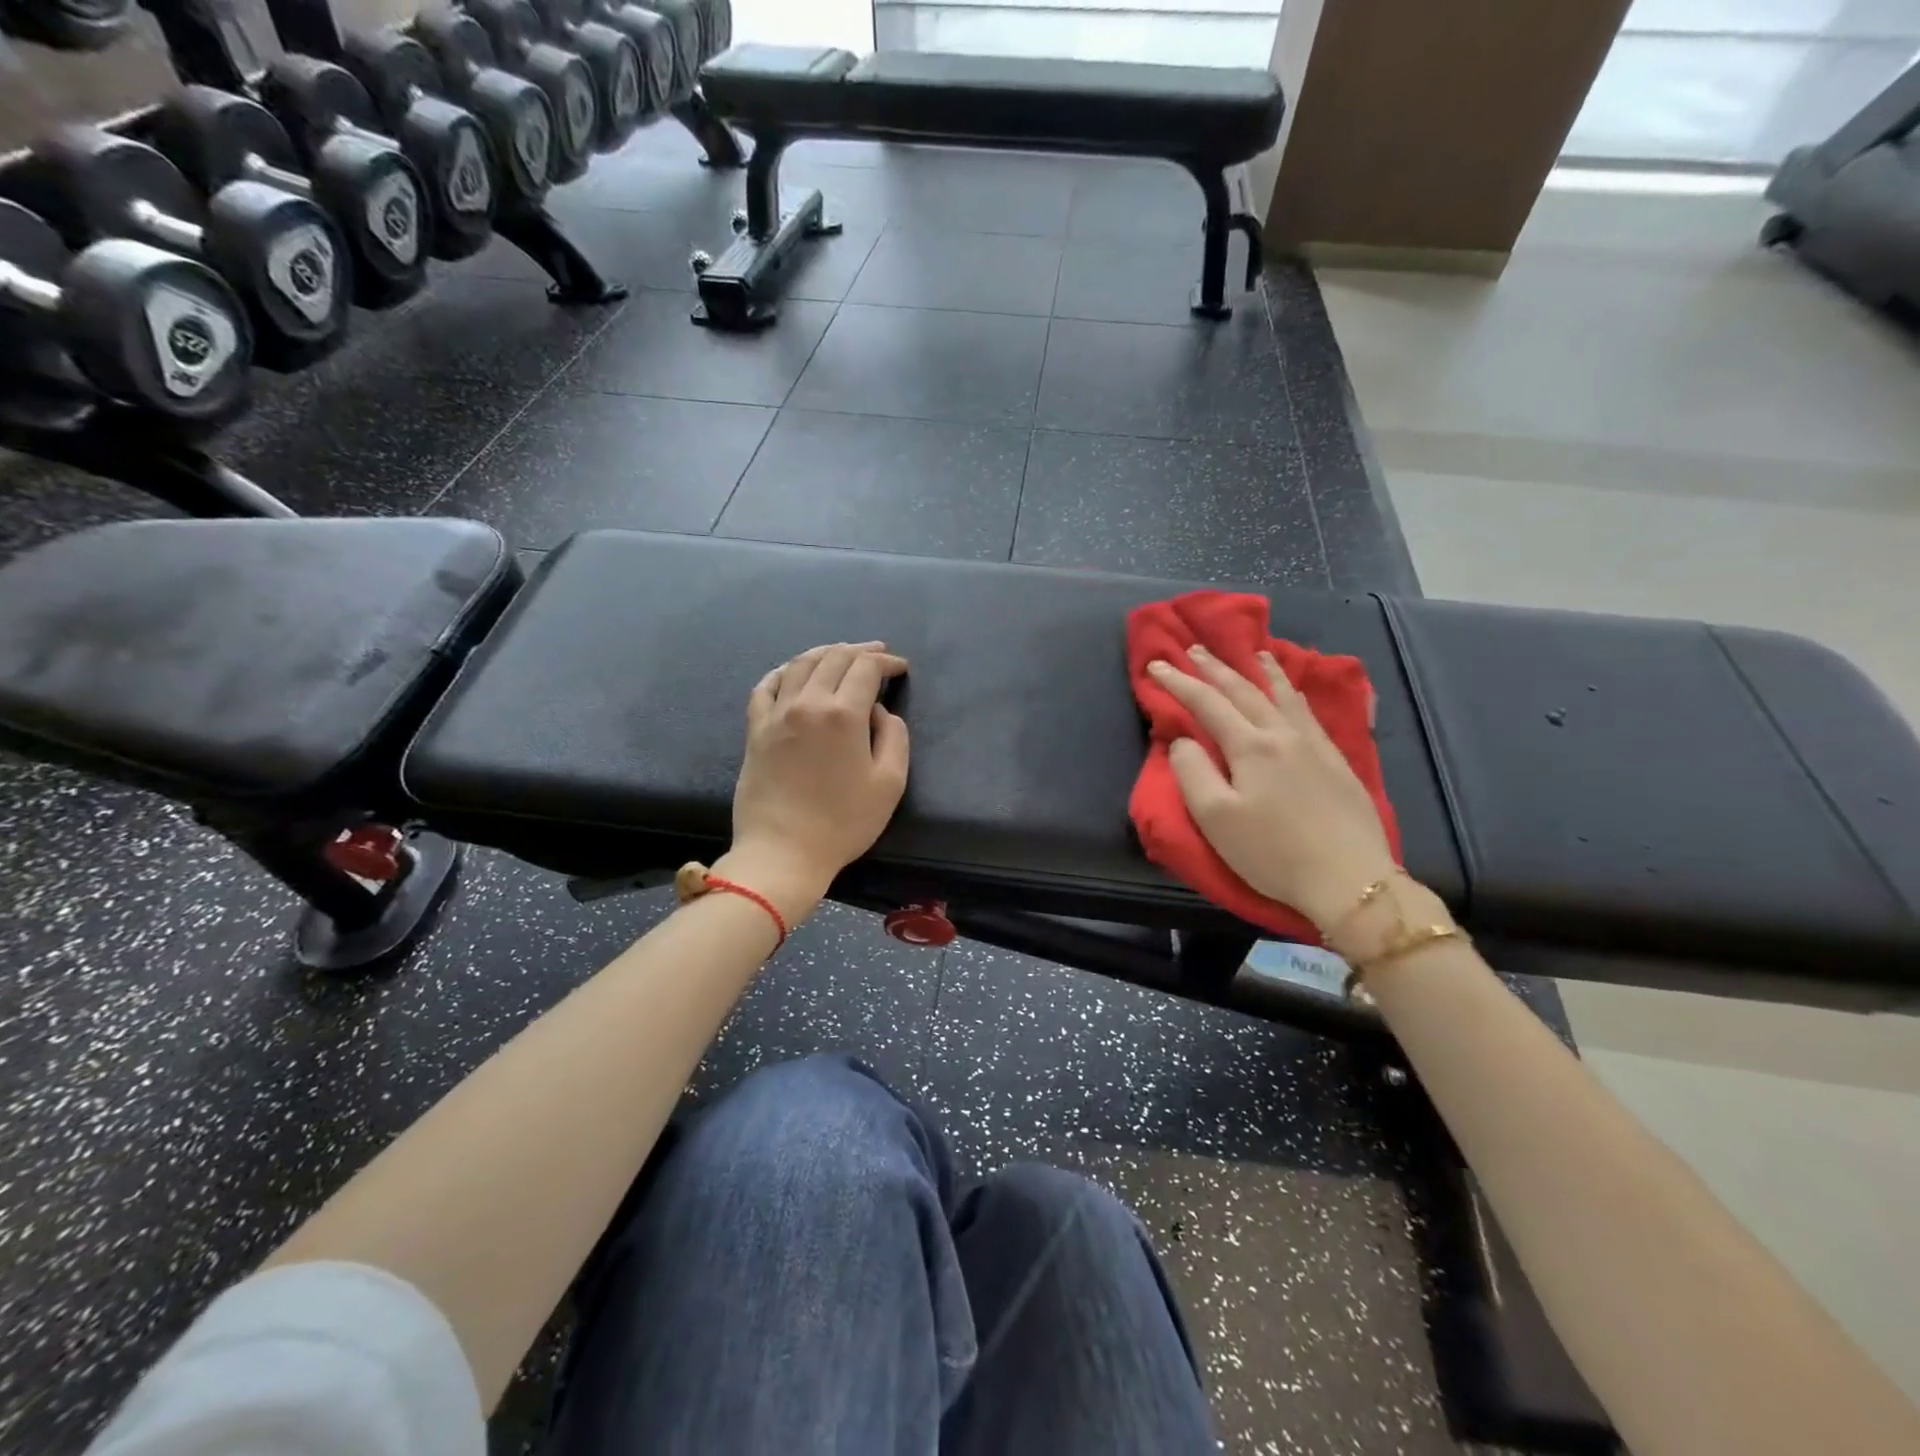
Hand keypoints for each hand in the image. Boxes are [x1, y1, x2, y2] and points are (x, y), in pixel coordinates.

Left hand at [721, 642, 910, 920]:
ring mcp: (777, 713)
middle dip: (860, 652)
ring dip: (826, 653)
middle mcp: (808, 702)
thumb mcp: (890, 783)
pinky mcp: (756, 729)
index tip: (901, 668)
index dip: (887, 662)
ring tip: (841, 654)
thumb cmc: (843, 822)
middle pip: (834, 658)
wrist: (783, 851)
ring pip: (801, 664)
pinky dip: (784, 670)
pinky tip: (794, 671)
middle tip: (878, 655)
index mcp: (844, 713)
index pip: (866, 668)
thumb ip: (894, 737)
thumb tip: (878, 711)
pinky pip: (767, 685)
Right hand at [1148, 645, 1397, 931]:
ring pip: (1283, 695)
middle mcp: (1283, 734)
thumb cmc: (1272, 852)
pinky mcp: (1337, 760)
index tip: (1156, 665)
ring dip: (1262, 670)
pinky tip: (1292, 693)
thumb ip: (1192, 772)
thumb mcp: (1216, 818)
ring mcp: (1315, 744)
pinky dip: (1292, 691)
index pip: (1207, 703)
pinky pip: (1308, 711)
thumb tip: (1183, 740)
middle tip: (1194, 649)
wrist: (1350, 879)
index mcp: (1250, 746)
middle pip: (1244, 691)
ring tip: (1253, 652)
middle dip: (1215, 668)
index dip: (1178, 682)